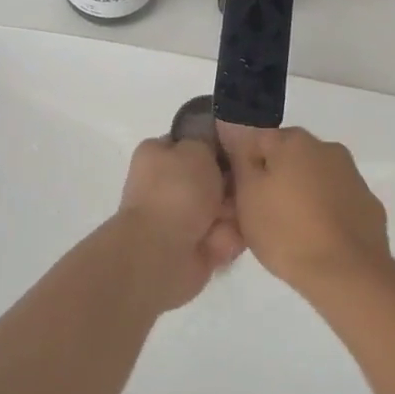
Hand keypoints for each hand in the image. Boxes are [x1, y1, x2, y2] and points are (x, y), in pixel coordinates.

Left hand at [116, 137, 243, 309]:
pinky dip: (226, 239)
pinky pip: (225, 236)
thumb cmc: (177, 191)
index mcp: (158, 156)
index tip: (236, 150)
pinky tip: (220, 240)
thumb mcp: (196, 148)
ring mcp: (180, 218)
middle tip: (236, 187)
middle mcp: (167, 185)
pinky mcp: (194, 247)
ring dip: (231, 214)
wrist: (162, 253)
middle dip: (230, 185)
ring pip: (224, 208)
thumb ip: (208, 140)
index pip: (193, 143)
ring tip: (226, 219)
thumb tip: (213, 144)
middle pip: (214, 178)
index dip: (216, 146)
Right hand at [216, 124, 390, 298]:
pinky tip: (318, 238)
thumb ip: (241, 160)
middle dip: (275, 178)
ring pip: (315, 178)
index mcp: (294, 140)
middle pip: (289, 157)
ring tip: (290, 230)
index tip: (239, 194)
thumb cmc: (287, 231)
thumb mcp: (247, 196)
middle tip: (262, 213)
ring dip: (302, 193)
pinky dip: (326, 211)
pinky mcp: (369, 204)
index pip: (257, 140)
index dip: (244, 166)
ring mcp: (352, 175)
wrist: (348, 274)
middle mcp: (327, 147)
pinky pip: (337, 201)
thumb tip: (237, 134)